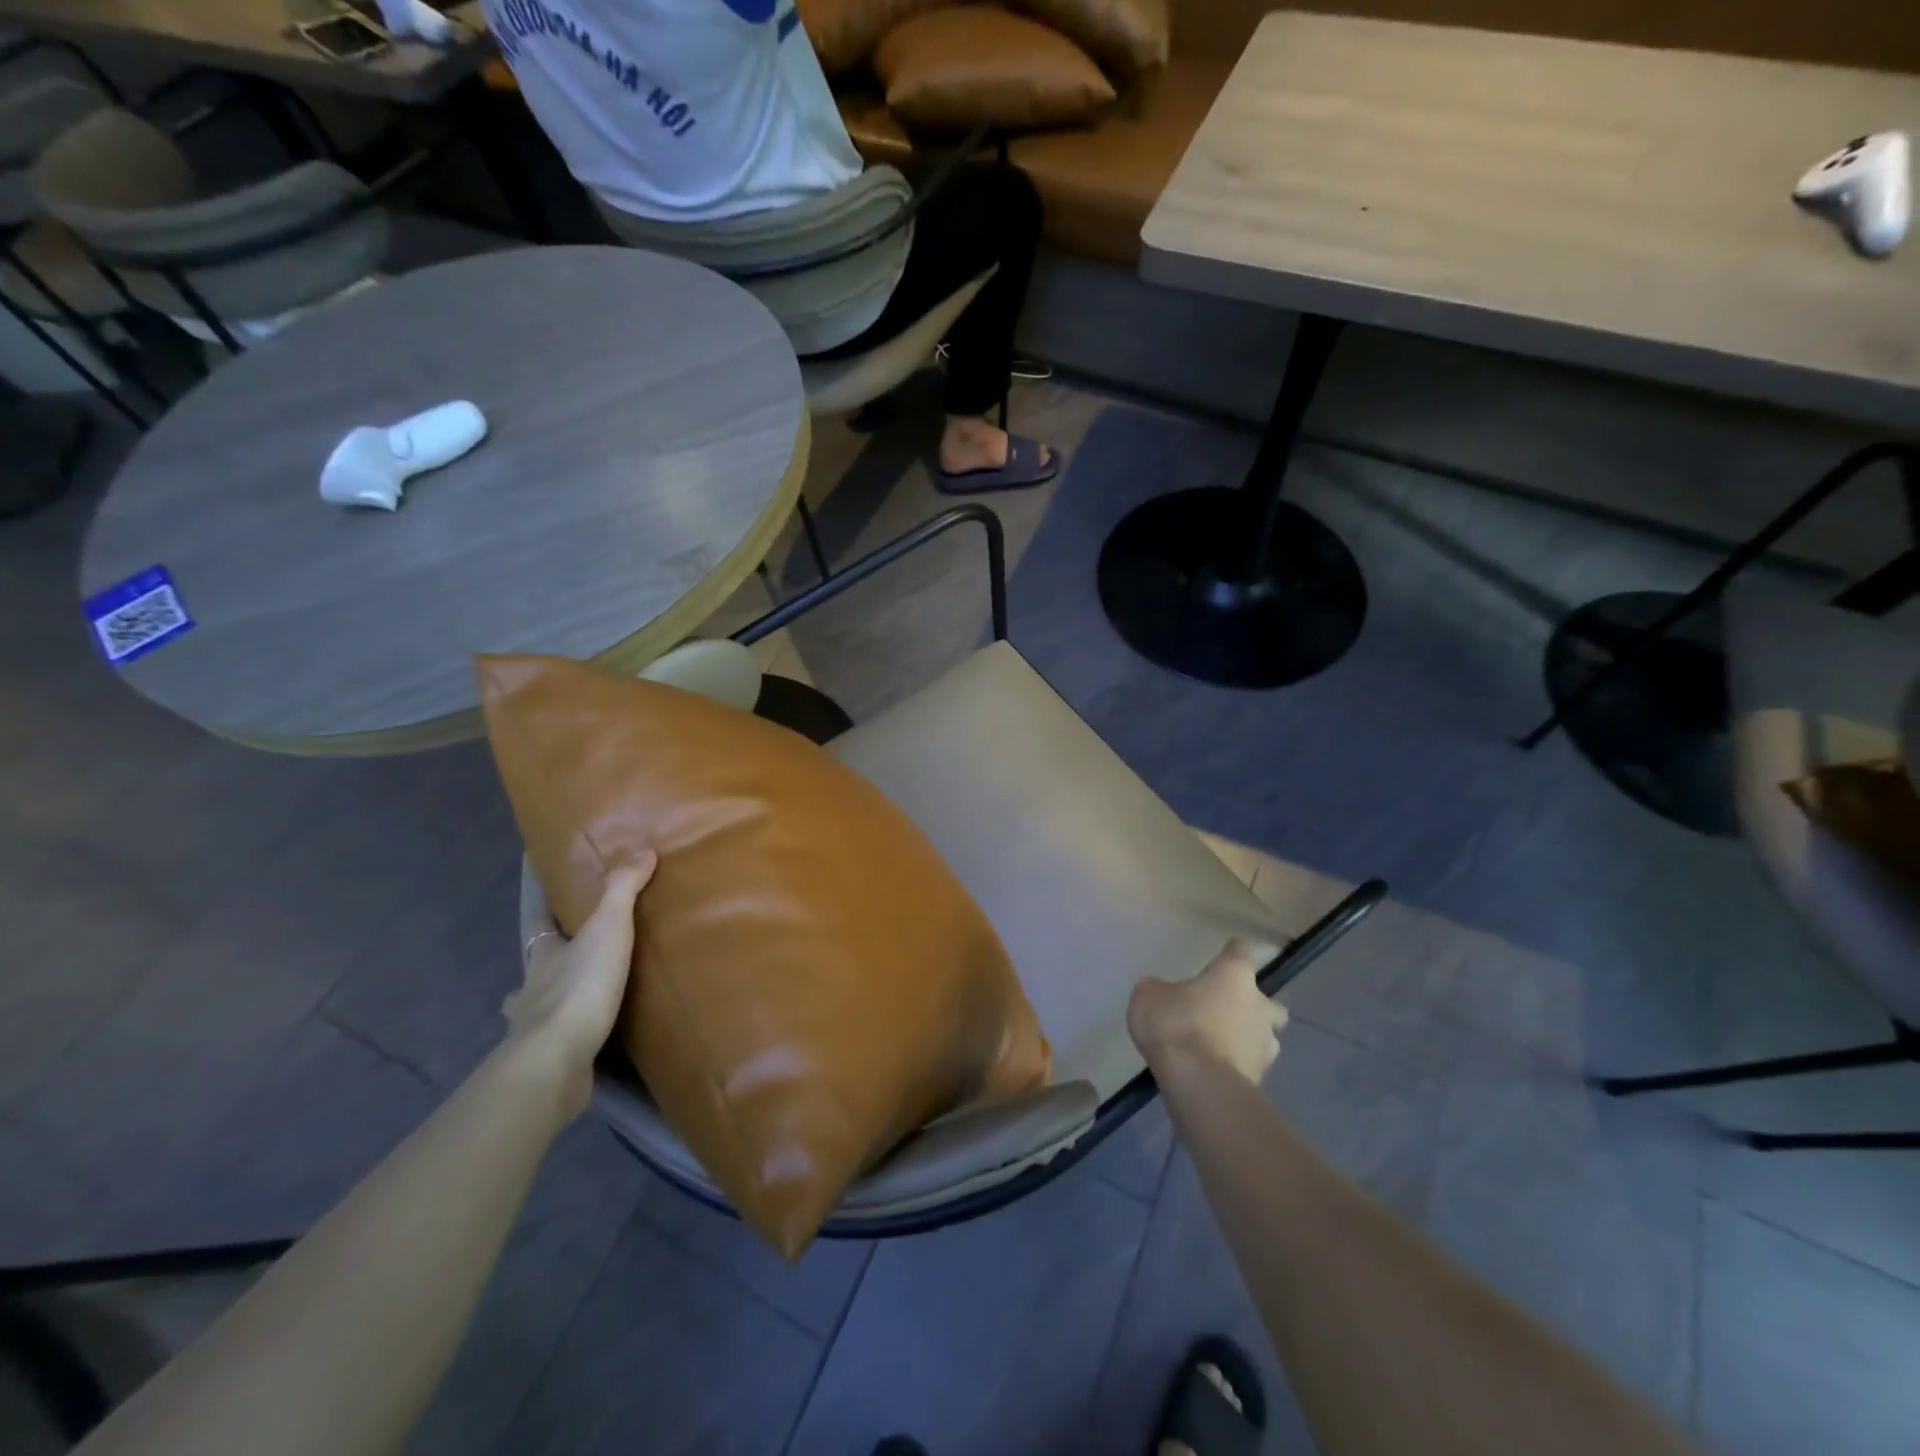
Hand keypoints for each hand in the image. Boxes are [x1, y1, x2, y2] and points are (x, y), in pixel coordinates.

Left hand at [503, 855, 656, 1116]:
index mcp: (543, 953)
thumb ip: (623, 889)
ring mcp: (532, 1027)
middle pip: (536, 965)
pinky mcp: (547, 1058)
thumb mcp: (608, 928)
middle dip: (548, 958)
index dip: (544, 907)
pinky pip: (556, 1040)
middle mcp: (530, 987)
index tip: (547, 896)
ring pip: (536, 1005)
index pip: (539, 922)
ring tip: (578, 997)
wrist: (557, 1059)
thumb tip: (643, 850)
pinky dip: (566, 1035)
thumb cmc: (580, 986)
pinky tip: (582, 1038)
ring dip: (550, 999)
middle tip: (571, 951)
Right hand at [1128, 938, 1287, 1083]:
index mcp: (1233, 975)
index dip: (1232, 951)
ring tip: (1222, 1045)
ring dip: (1248, 1037)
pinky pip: (1251, 1064)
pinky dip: (1238, 1065)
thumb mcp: (1148, 997)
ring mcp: (1265, 1044)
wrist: (1198, 1083)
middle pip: (1267, 999)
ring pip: (1265, 1035)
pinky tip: (1217, 1070)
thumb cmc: (1175, 1025)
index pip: (1240, 951)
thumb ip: (1159, 990)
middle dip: (1252, 1004)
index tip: (1226, 951)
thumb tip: (1163, 994)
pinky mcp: (1262, 1078)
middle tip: (1227, 1009)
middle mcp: (1258, 1004)